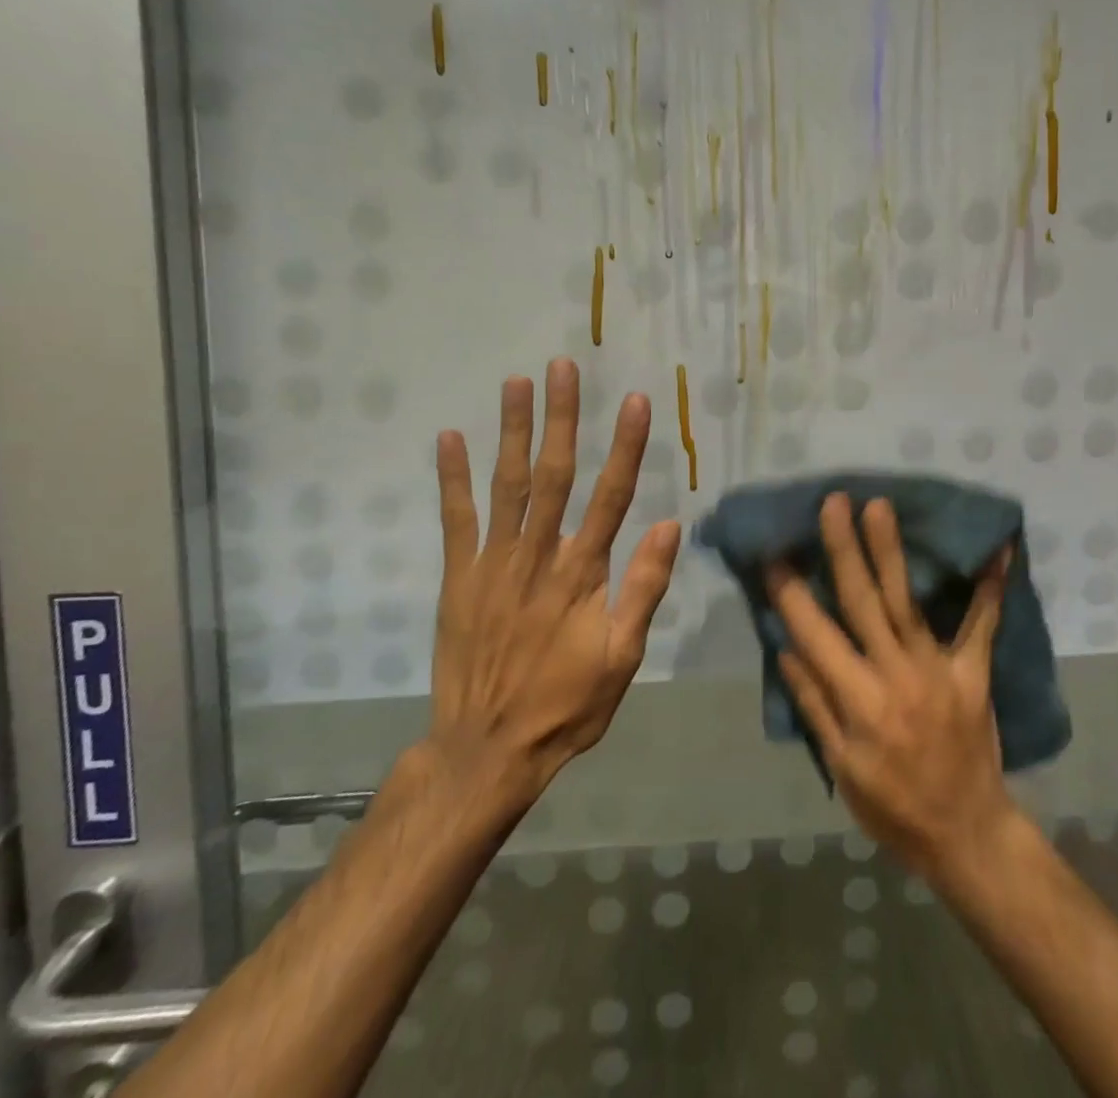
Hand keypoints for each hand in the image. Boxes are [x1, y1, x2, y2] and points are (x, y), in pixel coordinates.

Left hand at [423, 358, 680, 802]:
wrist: (486, 750)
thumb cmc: (566, 705)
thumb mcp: (623, 659)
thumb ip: (643, 589)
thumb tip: (668, 524)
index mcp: (582, 575)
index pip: (611, 497)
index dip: (625, 446)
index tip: (634, 401)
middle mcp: (537, 557)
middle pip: (553, 475)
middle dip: (561, 418)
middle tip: (563, 367)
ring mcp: (492, 565)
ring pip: (506, 486)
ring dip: (512, 431)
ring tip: (517, 382)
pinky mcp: (457, 579)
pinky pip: (455, 520)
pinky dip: (452, 478)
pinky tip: (449, 438)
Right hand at [767, 493, 1017, 882]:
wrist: (966, 834)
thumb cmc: (892, 808)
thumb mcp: (841, 768)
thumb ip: (815, 705)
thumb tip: (787, 649)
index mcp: (859, 702)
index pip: (816, 636)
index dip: (792, 594)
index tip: (774, 554)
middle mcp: (896, 674)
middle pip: (863, 602)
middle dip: (844, 550)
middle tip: (834, 503)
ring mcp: (938, 669)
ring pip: (908, 601)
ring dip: (892, 551)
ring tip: (880, 507)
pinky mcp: (973, 672)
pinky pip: (983, 625)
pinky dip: (991, 587)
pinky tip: (1001, 549)